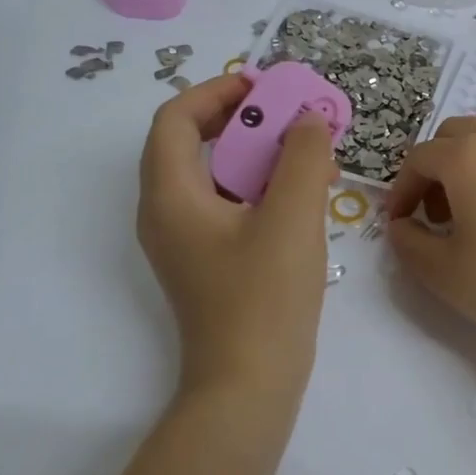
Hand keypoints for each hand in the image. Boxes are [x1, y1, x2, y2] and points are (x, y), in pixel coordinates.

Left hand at [137, 75, 338, 403]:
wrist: (250, 386)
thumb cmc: (264, 298)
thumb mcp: (291, 217)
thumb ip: (302, 157)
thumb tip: (307, 119)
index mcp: (170, 196)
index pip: (175, 119)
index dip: (217, 92)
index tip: (266, 87)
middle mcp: (167, 212)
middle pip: (194, 142)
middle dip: (246, 120)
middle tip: (294, 116)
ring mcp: (186, 240)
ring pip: (216, 174)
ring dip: (259, 153)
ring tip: (308, 151)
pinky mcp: (209, 259)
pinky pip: (229, 203)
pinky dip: (262, 186)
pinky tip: (305, 193)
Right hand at [384, 116, 475, 362]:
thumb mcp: (441, 271)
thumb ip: (407, 242)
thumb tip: (401, 225)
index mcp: (467, 157)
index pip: (418, 158)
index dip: (400, 190)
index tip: (398, 223)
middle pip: (453, 136)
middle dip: (433, 168)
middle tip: (431, 214)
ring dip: (465, 167)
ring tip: (467, 216)